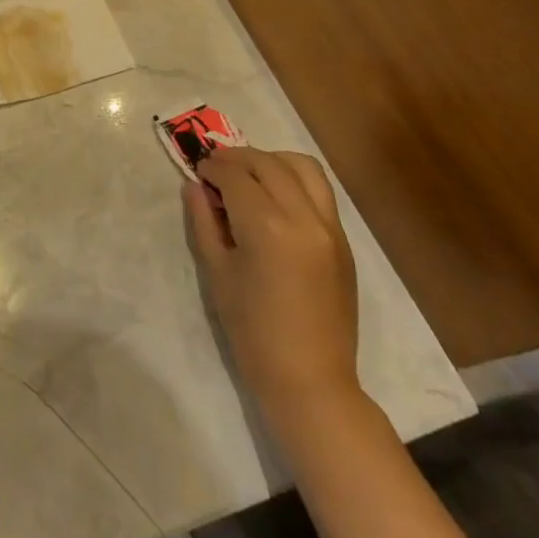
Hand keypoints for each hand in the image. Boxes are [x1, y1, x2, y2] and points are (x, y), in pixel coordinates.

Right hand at [185, 148, 359, 426]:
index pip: (236, 175)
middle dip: (237, 158)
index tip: (198, 171)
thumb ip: (203, 221)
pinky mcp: (343, 240)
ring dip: (271, 160)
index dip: (213, 167)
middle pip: (268, 163)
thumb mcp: (216, 272)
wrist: (310, 379)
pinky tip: (274, 196)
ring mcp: (330, 226)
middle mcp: (303, 216)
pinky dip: (294, 179)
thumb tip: (194, 186)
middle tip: (216, 169)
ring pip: (302, 166)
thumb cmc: (252, 330)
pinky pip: (320, 190)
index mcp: (267, 226)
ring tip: (249, 175)